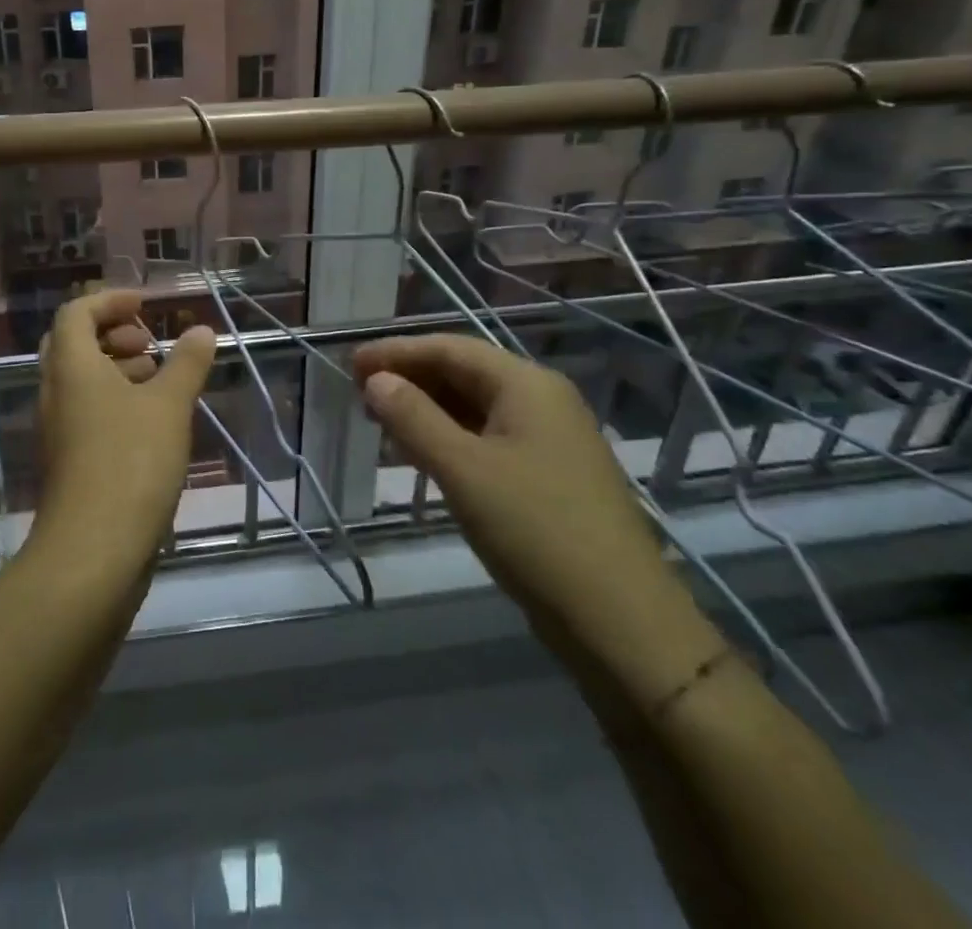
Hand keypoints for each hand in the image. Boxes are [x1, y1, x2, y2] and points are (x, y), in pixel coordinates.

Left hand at [32, 289, 215, 568]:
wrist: (93, 550)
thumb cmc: (130, 462)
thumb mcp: (169, 405)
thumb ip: (187, 363)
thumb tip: (202, 330)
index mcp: (71, 367)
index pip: (76, 312)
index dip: (110, 301)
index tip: (145, 306)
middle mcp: (56, 392)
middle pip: (74, 344)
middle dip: (113, 334)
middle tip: (149, 343)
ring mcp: (59, 430)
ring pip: (82, 381)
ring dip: (117, 369)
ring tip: (160, 379)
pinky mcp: (70, 461)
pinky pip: (88, 413)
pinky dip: (116, 402)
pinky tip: (153, 421)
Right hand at [353, 335, 711, 681]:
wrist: (621, 621)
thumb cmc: (535, 531)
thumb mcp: (463, 469)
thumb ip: (413, 418)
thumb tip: (376, 380)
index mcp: (527, 385)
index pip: (450, 349)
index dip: (396, 352)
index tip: (350, 363)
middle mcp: (542, 401)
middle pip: (464, 373)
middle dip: (410, 379)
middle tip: (359, 393)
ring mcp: (550, 440)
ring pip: (475, 408)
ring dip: (427, 410)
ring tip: (381, 422)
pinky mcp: (549, 476)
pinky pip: (488, 439)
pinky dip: (450, 438)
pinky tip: (423, 455)